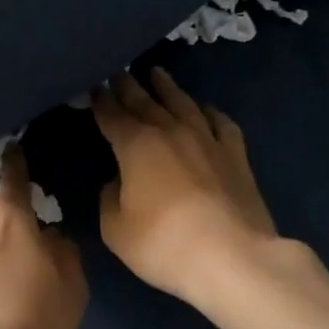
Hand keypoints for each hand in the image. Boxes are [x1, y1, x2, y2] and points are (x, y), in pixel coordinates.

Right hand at [93, 69, 282, 302]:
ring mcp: (207, 140)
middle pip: (145, 101)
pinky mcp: (236, 155)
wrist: (232, 257)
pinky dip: (209, 112)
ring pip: (183, 103)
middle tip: (118, 71)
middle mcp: (171, 131)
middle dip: (128, 86)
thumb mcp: (116, 228)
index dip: (100, 100)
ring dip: (167, 87)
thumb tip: (117, 181)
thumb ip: (110, 198)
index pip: (111, 115)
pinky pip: (221, 123)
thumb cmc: (163, 244)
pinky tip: (205, 109)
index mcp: (136, 145)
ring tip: (157, 73)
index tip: (93, 86)